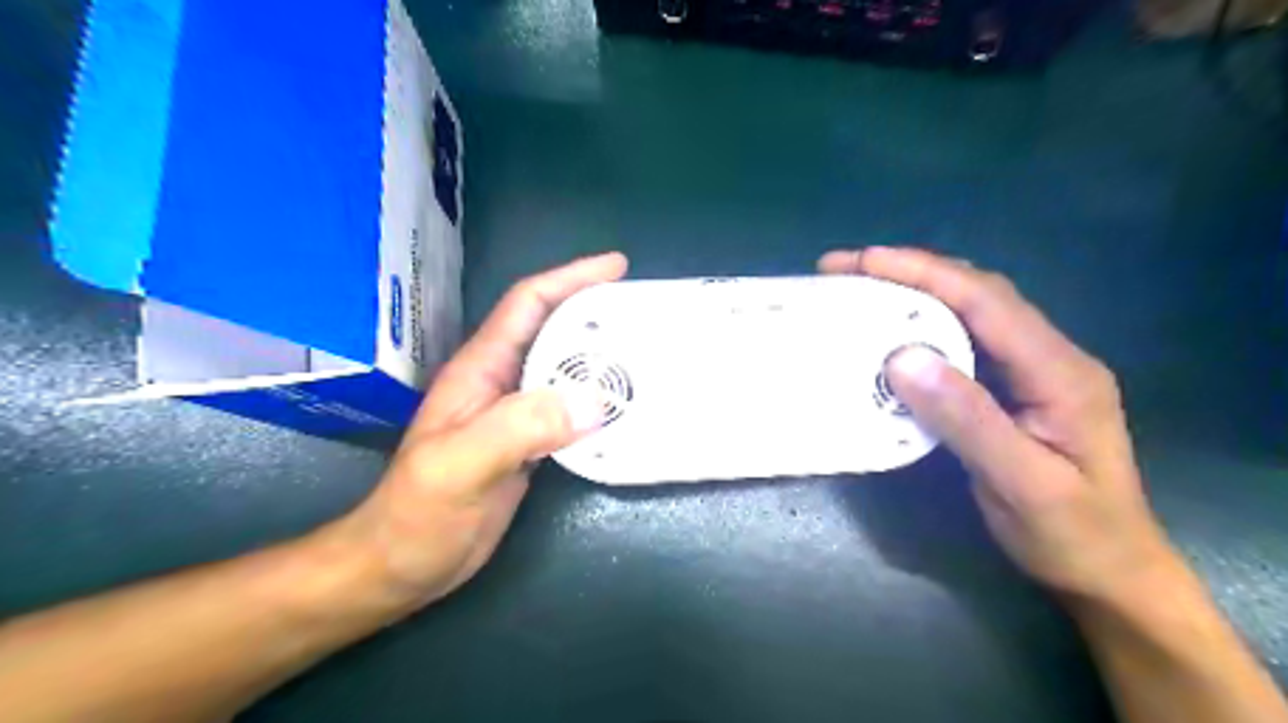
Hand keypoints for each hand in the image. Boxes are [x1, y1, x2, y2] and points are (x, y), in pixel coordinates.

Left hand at [339, 255, 625, 610]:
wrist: (402, 564)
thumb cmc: (418, 513)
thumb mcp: (463, 464)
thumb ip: (521, 426)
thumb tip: (592, 400)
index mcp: (481, 369)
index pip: (528, 304)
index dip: (570, 278)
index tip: (616, 266)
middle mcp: (501, 382)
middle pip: (554, 331)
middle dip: (596, 314)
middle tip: (645, 313)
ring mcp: (515, 414)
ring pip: (566, 370)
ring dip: (603, 359)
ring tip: (646, 355)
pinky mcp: (528, 444)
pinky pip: (571, 410)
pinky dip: (599, 403)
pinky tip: (625, 409)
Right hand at [820, 246, 1181, 602]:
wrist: (1109, 570)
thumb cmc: (1071, 533)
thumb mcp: (1021, 483)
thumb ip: (967, 418)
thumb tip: (902, 357)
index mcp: (1060, 371)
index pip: (988, 302)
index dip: (926, 273)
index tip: (866, 261)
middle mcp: (1049, 356)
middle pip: (978, 293)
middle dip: (913, 272)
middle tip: (849, 268)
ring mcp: (1031, 370)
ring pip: (970, 312)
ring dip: (915, 293)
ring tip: (861, 288)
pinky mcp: (1011, 388)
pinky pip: (964, 342)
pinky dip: (922, 327)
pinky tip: (891, 332)